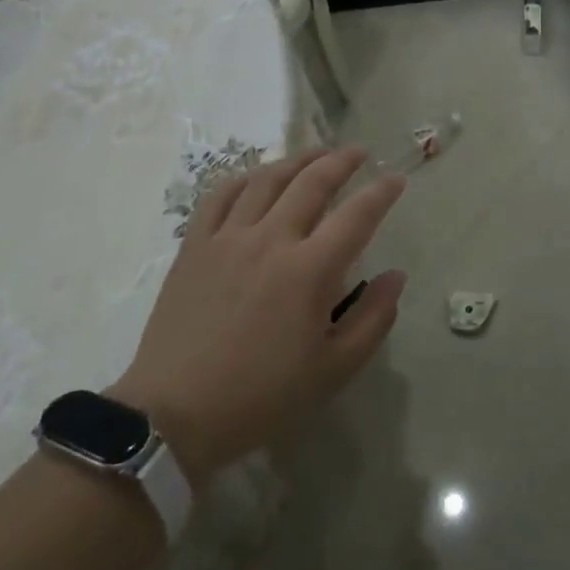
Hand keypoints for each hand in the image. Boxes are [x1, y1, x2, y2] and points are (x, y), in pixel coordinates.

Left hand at [113, 148, 406, 484]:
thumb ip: (373, 318)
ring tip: (316, 155)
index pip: (357, 214)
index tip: (396, 179)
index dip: (382, 192)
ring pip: (267, 179)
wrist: (173, 416)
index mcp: (310, 270)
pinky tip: (257, 178)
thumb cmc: (261, 397)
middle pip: (312, 182)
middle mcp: (271, 239)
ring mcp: (228, 238)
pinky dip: (245, 178)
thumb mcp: (333, 370)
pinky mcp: (194, 246)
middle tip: (359, 153)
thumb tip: (396, 276)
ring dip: (297, 160)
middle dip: (342, 161)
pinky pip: (220, 196)